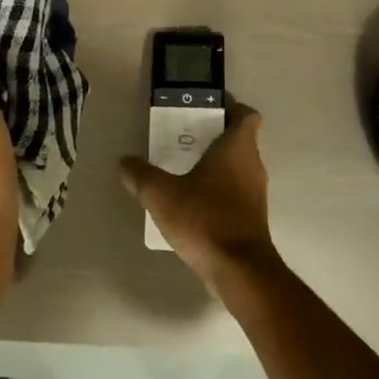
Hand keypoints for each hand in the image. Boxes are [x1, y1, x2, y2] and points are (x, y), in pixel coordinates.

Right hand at [118, 103, 277, 291]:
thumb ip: (140, 175)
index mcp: (237, 148)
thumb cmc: (204, 219)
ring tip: (181, 170)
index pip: (246, 115)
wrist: (239, 270)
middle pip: (239, 140)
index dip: (229, 108)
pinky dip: (217, 191)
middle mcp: (252, 165)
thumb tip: (124, 162)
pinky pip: (234, 193)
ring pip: (237, 168)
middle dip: (212, 137)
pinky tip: (190, 203)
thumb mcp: (161, 194)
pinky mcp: (252, 218)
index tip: (204, 110)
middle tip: (181, 139)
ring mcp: (255, 194)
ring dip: (214, 166)